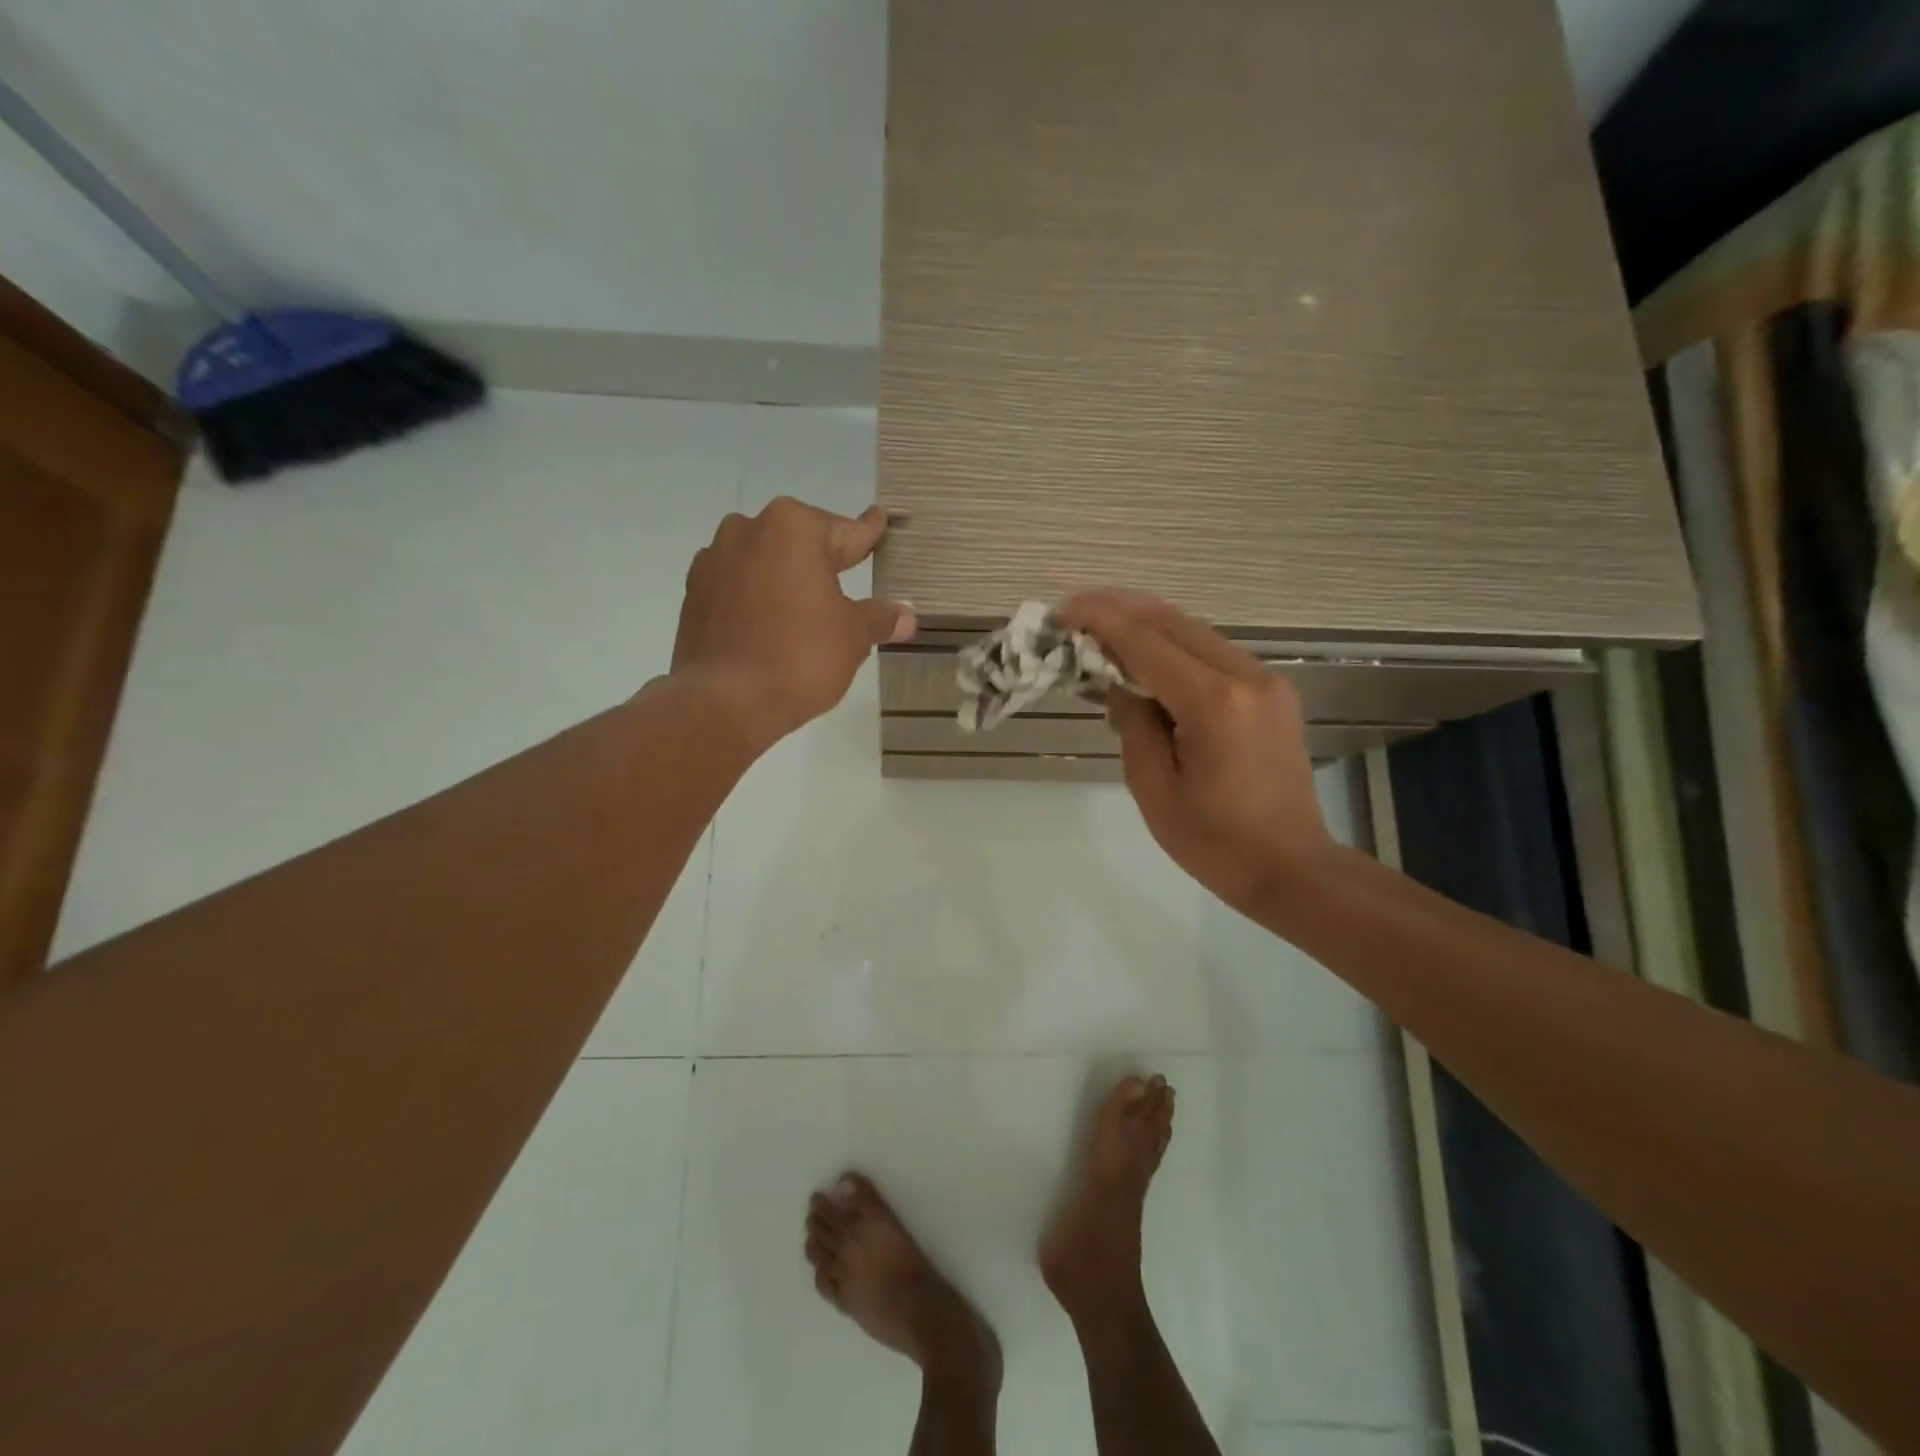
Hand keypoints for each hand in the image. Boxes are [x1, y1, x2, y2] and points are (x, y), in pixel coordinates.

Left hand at [672, 497, 914, 748]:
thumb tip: (906, 616)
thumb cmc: (800, 656)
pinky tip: (768, 627)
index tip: (879, 520)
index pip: (847, 532)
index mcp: (793, 527)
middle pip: (800, 544)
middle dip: (823, 564)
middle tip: (845, 591)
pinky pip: (737, 586)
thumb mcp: (853, 636)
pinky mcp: (693, 592)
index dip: (869, 534)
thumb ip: (879, 618)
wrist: (725, 701)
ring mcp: (714, 559)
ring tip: (803, 615)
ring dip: (785, 580)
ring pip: (765, 562)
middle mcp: (748, 529)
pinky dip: (755, 599)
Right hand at [1056, 591, 1332, 914]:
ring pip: (1195, 631)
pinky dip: (1173, 644)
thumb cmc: (1215, 842)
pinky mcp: (1272, 692)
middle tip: (1075, 608)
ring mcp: (1266, 681)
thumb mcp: (1154, 788)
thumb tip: (1120, 683)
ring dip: (1146, 622)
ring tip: (1101, 623)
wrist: (1292, 869)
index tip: (1062, 613)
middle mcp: (1246, 676)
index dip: (1100, 621)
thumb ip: (1133, 724)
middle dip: (1120, 608)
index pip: (1146, 642)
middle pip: (1173, 621)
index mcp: (1214, 703)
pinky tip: (1144, 653)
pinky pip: (1213, 652)